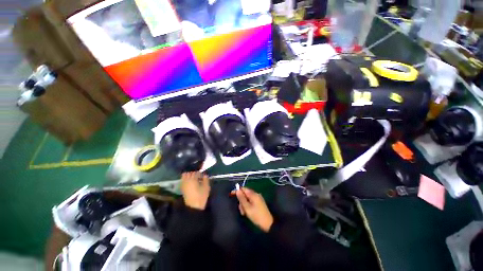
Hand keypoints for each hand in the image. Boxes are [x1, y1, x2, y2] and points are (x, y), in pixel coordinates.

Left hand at [181, 172, 210, 209]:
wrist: (194, 207)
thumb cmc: (201, 196)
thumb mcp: (206, 187)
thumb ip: (206, 179)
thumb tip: (205, 175)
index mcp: (193, 179)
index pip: (196, 172)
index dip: (200, 173)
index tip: (203, 176)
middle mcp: (187, 180)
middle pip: (189, 173)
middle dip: (194, 173)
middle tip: (198, 177)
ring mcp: (184, 184)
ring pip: (184, 176)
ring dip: (189, 176)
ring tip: (194, 179)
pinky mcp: (182, 189)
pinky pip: (183, 181)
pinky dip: (186, 180)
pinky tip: (190, 182)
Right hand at [236, 188, 273, 231]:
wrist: (268, 224)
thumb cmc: (257, 216)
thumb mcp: (247, 208)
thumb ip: (242, 198)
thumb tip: (237, 190)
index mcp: (253, 194)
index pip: (243, 189)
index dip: (237, 191)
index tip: (231, 194)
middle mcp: (256, 194)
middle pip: (245, 194)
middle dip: (241, 201)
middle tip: (241, 210)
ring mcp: (258, 198)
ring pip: (247, 199)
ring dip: (244, 205)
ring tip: (244, 213)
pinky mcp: (259, 203)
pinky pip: (251, 201)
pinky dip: (248, 206)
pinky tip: (248, 212)